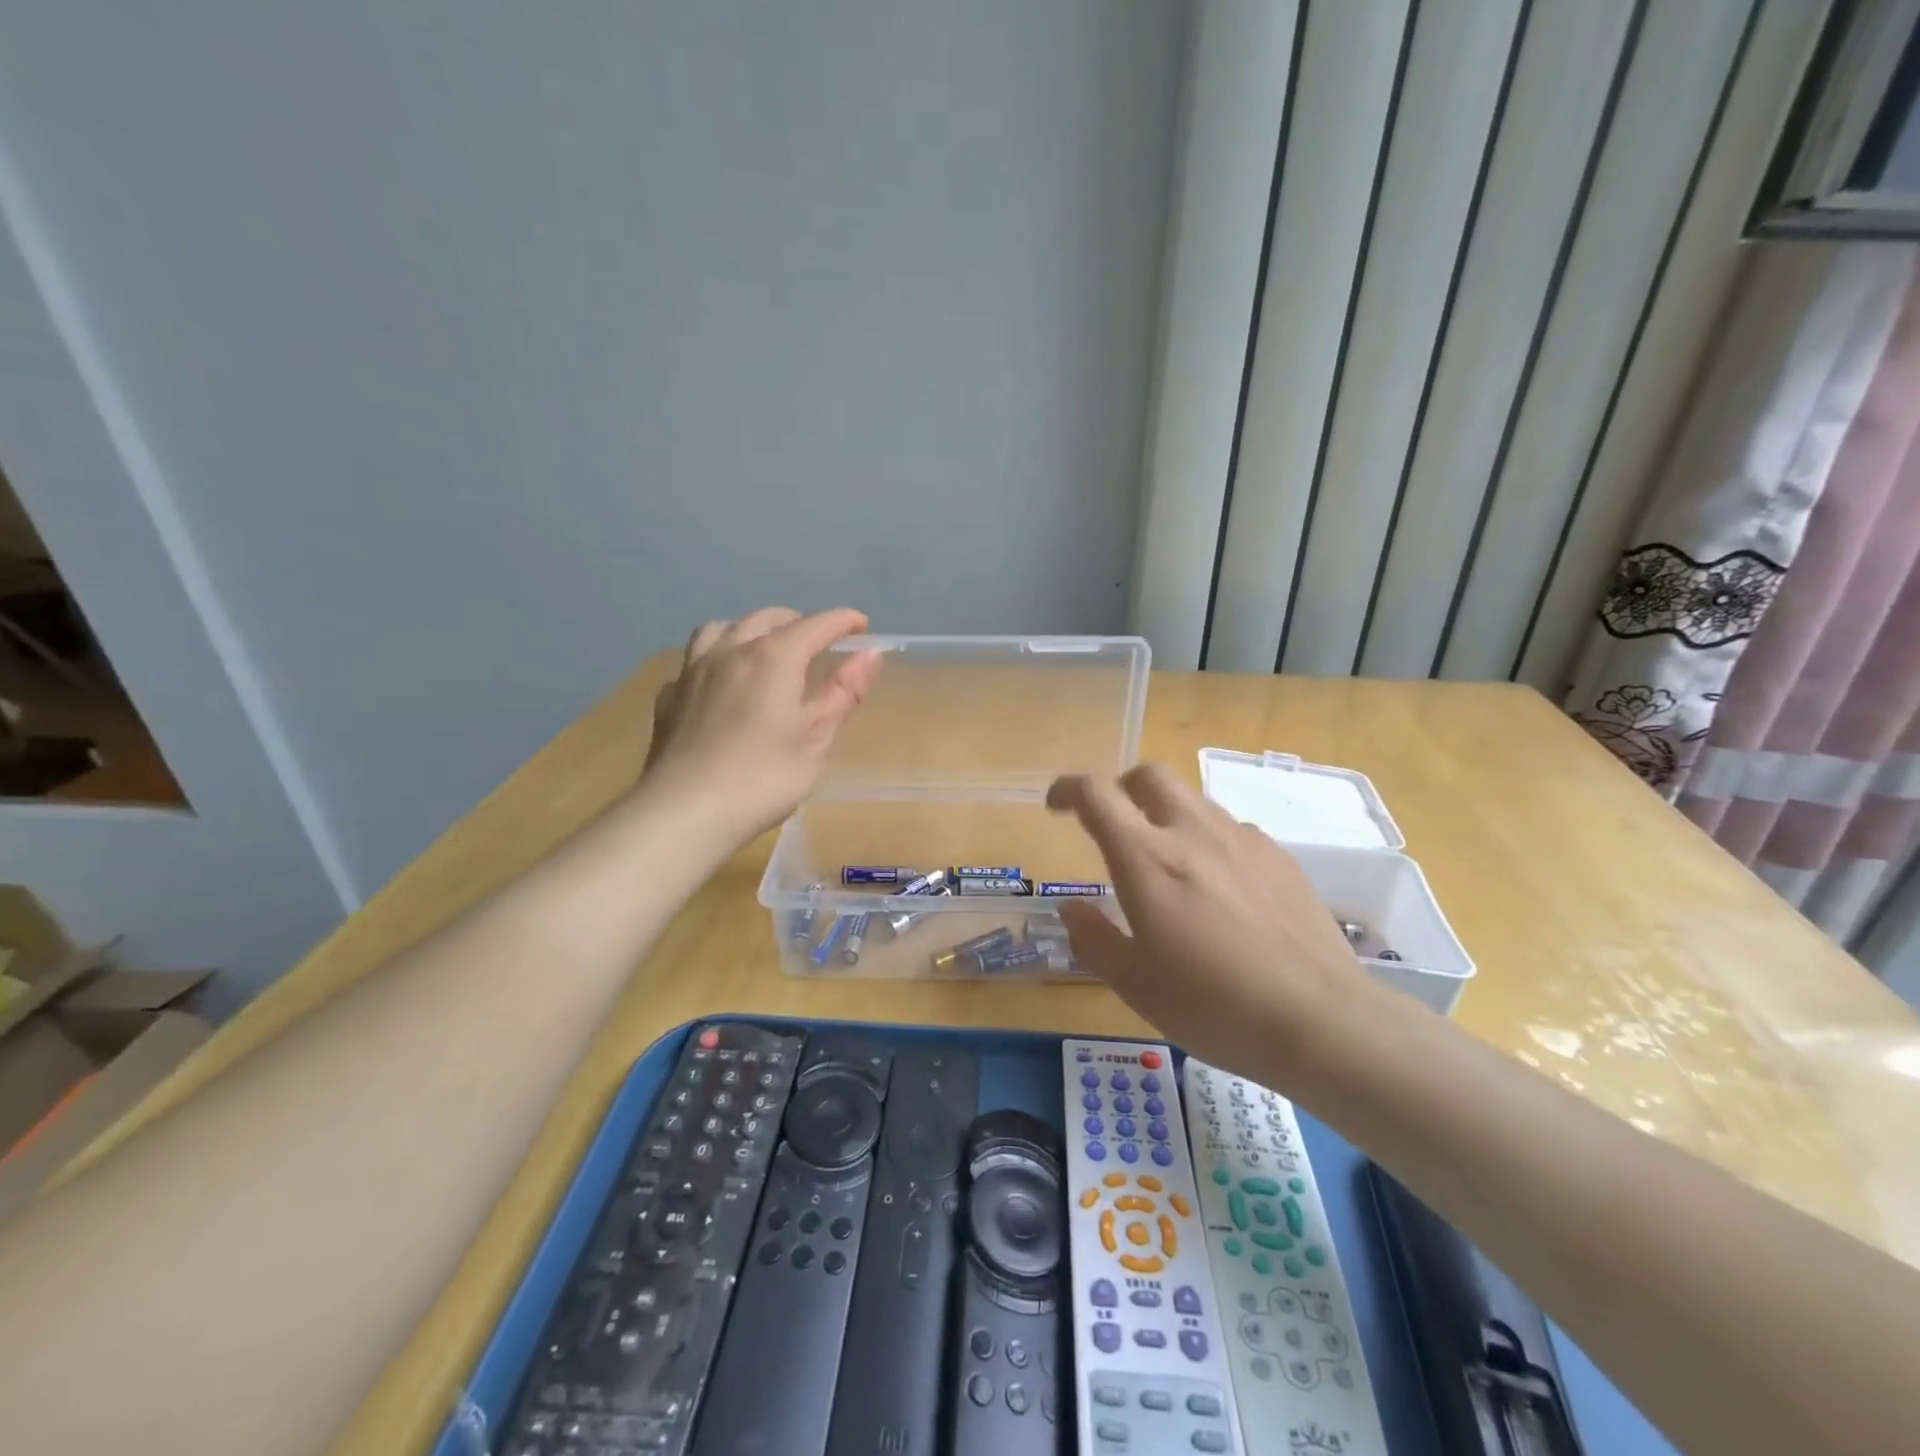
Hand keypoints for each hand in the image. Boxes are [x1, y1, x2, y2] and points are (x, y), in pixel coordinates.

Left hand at [642, 607, 882, 842]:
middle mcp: (731, 650)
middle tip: (818, 643)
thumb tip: (871, 654)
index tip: (862, 626)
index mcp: (774, 657)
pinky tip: (720, 684)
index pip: (816, 625)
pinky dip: (716, 660)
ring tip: (764, 649)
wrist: (685, 811)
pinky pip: (695, 661)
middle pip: (767, 618)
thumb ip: (843, 692)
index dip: (843, 621)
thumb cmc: (763, 778)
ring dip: (750, 629)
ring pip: (722, 628)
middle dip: (798, 622)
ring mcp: (693, 670)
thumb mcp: (815, 739)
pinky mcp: (669, 697)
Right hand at [1046, 764, 1382, 1083]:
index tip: (1057, 806)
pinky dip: (1209, 841)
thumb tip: (1071, 910)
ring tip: (1169, 864)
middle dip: (1122, 787)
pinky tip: (1220, 889)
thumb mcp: (1136, 985)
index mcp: (1147, 858)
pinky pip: (1232, 830)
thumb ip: (1094, 939)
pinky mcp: (1280, 857)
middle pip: (1150, 775)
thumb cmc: (1213, 1006)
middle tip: (1114, 824)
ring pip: (1193, 799)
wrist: (1321, 1021)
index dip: (1069, 789)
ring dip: (1167, 814)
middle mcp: (1193, 833)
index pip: (1097, 794)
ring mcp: (1243, 840)